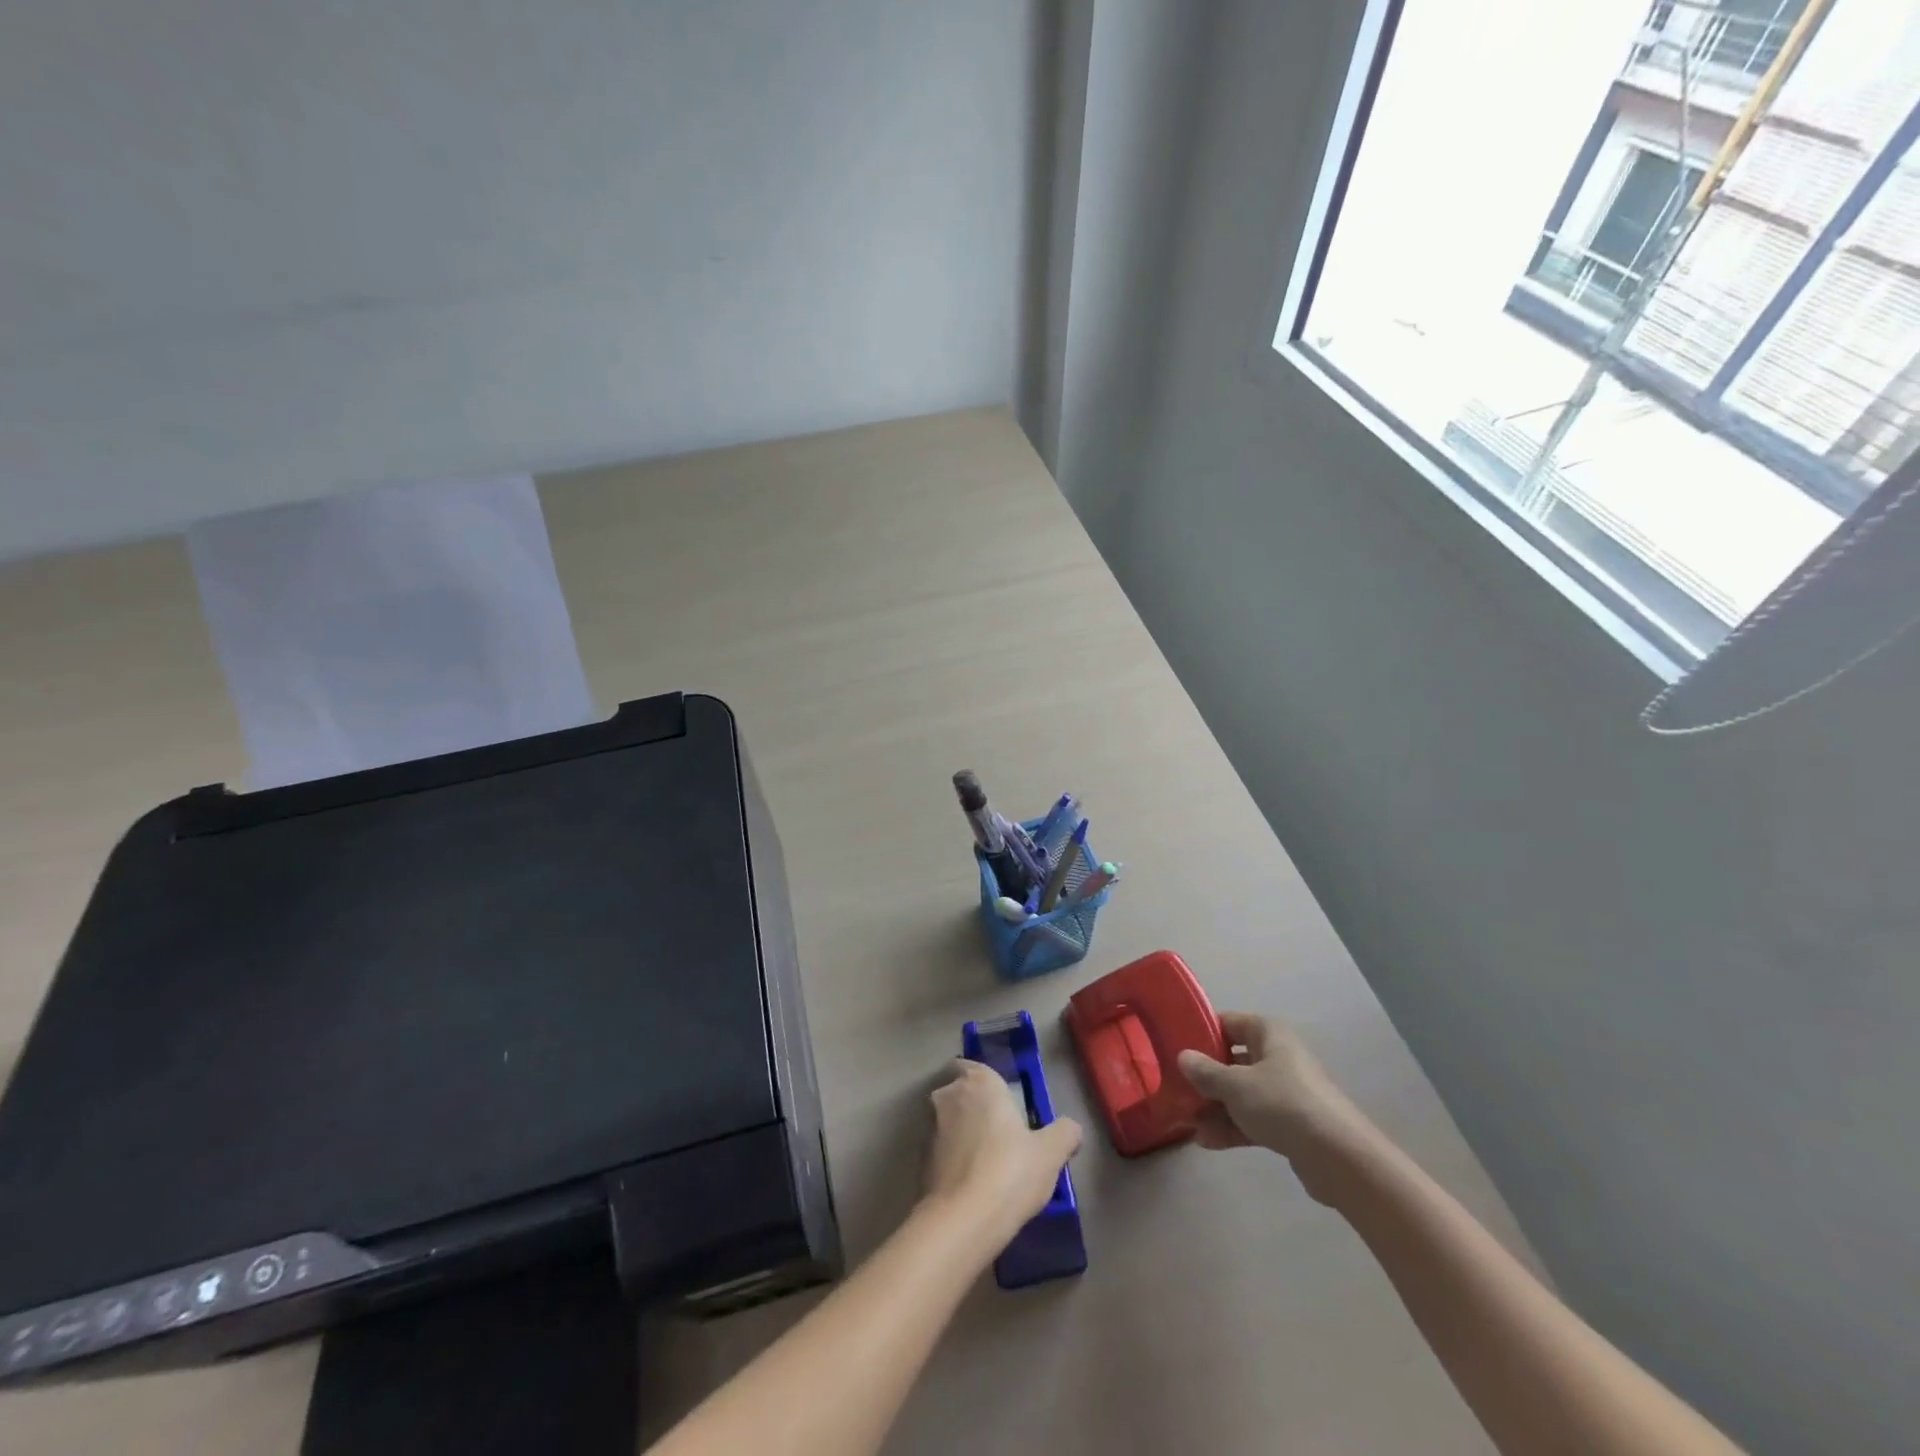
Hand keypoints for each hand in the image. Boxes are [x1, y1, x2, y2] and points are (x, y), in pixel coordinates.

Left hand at [923, 1060, 1081, 1248]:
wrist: (962, 1220)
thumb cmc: (1010, 1171)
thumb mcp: (1051, 1153)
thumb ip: (1065, 1133)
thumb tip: (1071, 1128)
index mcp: (980, 1082)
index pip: (974, 1066)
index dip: (986, 1082)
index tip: (1001, 1102)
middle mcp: (949, 1095)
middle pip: (959, 1092)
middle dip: (974, 1107)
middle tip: (998, 1133)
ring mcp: (929, 1126)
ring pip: (947, 1121)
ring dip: (961, 1133)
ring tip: (985, 1162)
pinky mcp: (919, 1158)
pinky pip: (939, 1149)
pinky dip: (951, 1158)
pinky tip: (969, 1183)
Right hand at [1177, 1013, 1369, 1197]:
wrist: (1339, 1158)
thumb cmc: (1282, 1104)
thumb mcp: (1235, 1085)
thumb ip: (1205, 1071)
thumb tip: (1183, 1057)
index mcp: (1269, 1034)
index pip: (1228, 1022)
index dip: (1202, 1032)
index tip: (1175, 1046)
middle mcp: (1278, 1056)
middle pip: (1233, 1060)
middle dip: (1205, 1077)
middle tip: (1176, 1088)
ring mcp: (1286, 1091)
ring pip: (1242, 1093)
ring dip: (1215, 1107)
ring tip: (1187, 1122)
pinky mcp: (1292, 1124)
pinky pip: (1254, 1118)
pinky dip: (1233, 1127)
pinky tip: (1206, 1142)